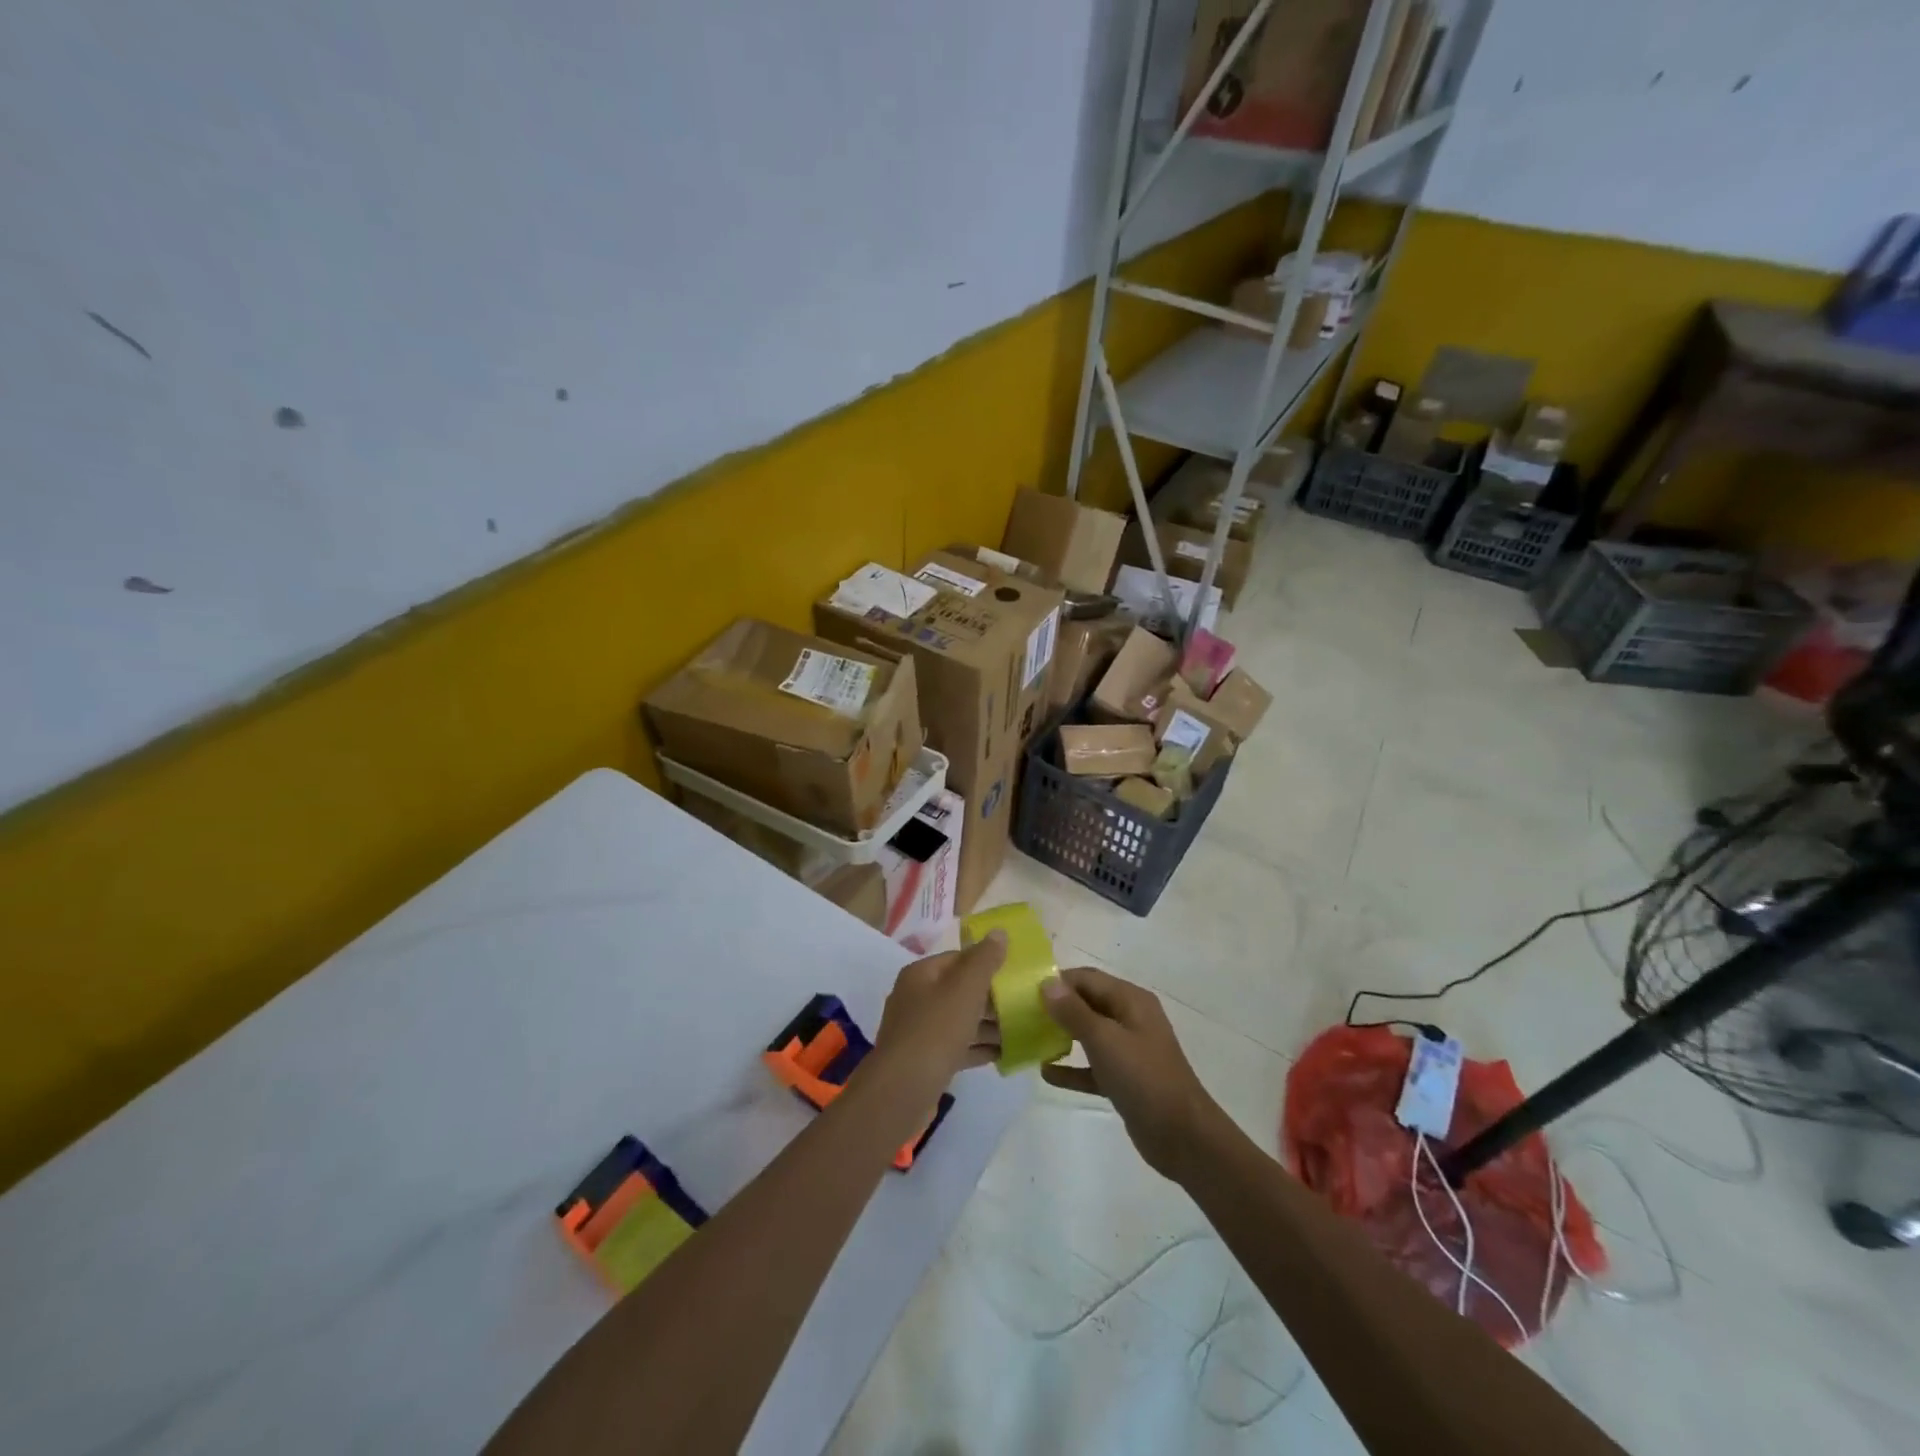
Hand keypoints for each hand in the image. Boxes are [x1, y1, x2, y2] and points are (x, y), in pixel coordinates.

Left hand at [872, 931, 1006, 1094]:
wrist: (903, 1090)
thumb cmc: (936, 1030)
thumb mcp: (965, 989)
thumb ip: (984, 960)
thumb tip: (999, 931)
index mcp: (920, 974)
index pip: (957, 958)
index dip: (986, 963)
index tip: (1014, 973)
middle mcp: (915, 998)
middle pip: (959, 990)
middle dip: (990, 997)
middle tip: (1023, 1003)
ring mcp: (918, 1031)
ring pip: (959, 1020)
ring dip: (988, 1025)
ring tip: (1021, 1030)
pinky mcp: (925, 1060)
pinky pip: (957, 1047)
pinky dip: (978, 1048)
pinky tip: (1004, 1054)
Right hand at [1040, 967, 1220, 1180]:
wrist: (1183, 1137)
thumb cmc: (1144, 1078)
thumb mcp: (1105, 1040)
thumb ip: (1074, 1011)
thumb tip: (1046, 982)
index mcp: (1131, 1001)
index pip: (1088, 979)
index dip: (1058, 981)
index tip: (1025, 991)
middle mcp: (1130, 1019)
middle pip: (1087, 1003)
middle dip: (1057, 1008)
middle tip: (1022, 1015)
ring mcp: (1129, 1050)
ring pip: (1089, 1034)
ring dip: (1062, 1036)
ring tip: (1029, 1039)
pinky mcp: (1125, 1079)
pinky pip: (1092, 1067)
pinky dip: (1072, 1068)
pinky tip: (1046, 1073)